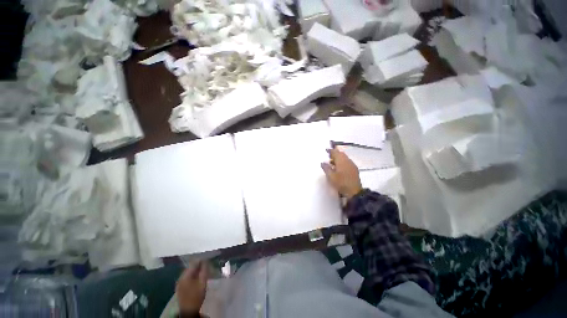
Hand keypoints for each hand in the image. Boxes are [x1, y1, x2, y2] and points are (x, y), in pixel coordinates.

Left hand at [176, 261, 207, 314]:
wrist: (188, 311)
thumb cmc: (196, 296)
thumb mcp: (202, 283)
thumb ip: (204, 271)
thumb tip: (205, 261)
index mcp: (185, 276)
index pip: (193, 263)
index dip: (201, 260)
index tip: (208, 261)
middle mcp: (180, 277)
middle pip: (190, 267)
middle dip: (198, 266)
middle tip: (206, 266)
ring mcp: (179, 283)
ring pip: (188, 273)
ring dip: (195, 271)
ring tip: (202, 272)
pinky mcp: (180, 287)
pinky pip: (186, 277)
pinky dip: (192, 276)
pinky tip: (197, 278)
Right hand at [321, 148, 362, 198]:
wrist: (354, 192)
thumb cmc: (341, 183)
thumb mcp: (331, 176)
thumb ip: (326, 168)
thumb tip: (323, 162)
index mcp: (341, 161)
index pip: (335, 152)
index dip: (331, 150)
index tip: (326, 149)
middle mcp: (347, 161)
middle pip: (341, 154)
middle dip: (335, 153)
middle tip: (329, 155)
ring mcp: (352, 165)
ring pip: (344, 158)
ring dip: (339, 158)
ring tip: (332, 161)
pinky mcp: (354, 170)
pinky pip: (347, 162)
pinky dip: (342, 162)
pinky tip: (339, 167)